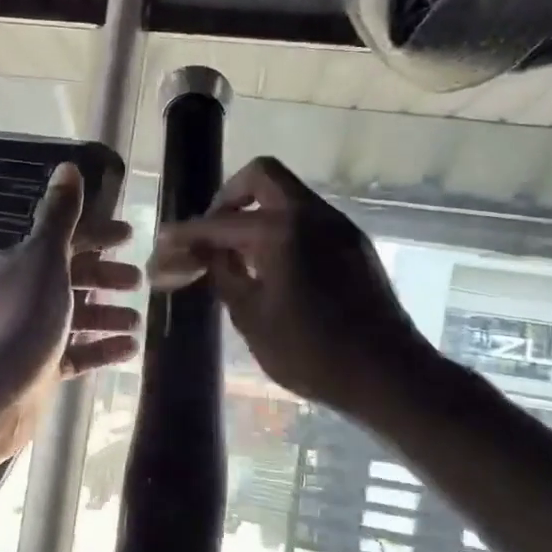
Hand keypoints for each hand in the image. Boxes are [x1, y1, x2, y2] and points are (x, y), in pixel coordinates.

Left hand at [0, 163, 140, 467]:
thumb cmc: (22, 321)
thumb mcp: (45, 261)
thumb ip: (59, 218)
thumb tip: (67, 167)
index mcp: (25, 263)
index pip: (66, 239)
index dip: (98, 235)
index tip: (132, 236)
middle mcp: (26, 293)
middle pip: (73, 277)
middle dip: (106, 277)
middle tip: (141, 281)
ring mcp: (32, 333)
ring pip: (77, 317)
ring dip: (108, 315)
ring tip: (138, 320)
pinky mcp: (40, 369)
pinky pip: (77, 353)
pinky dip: (102, 349)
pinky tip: (130, 350)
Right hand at [147, 156, 436, 418]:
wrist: (387, 374)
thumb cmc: (312, 353)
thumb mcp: (252, 318)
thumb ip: (223, 276)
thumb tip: (202, 255)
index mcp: (281, 230)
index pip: (221, 222)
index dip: (188, 234)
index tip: (165, 242)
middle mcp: (312, 215)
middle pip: (262, 177)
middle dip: (229, 197)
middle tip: (211, 232)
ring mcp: (338, 227)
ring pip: (288, 196)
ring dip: (257, 212)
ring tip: (236, 255)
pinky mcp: (353, 244)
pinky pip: (308, 219)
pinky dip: (281, 228)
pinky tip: (271, 266)